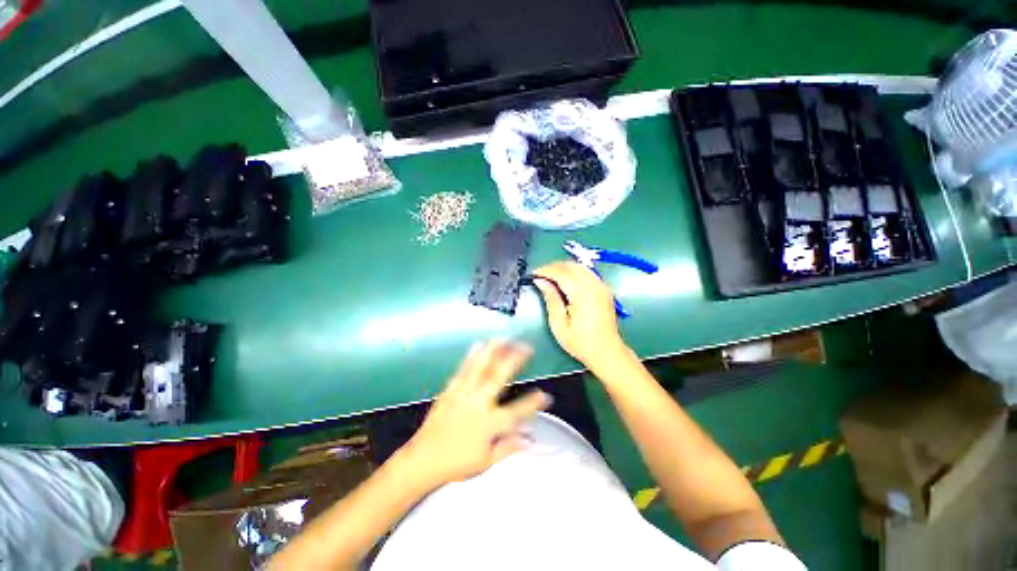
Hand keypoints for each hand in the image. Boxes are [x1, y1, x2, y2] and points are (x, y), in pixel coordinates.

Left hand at [399, 340, 549, 488]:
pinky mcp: (450, 390)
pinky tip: (478, 345)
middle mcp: (478, 404)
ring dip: (494, 351)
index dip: (533, 403)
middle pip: (499, 377)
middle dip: (515, 359)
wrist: (422, 460)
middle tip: (527, 347)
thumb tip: (532, 440)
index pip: (517, 411)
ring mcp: (463, 394)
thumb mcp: (487, 461)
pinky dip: (472, 356)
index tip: (546, 395)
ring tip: (505, 338)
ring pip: (481, 368)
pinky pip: (463, 370)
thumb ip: (510, 446)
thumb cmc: (457, 463)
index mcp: (489, 424)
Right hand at [532, 261, 629, 369]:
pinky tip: (566, 281)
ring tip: (551, 277)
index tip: (533, 274)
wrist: (607, 352)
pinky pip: (587, 272)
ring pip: (580, 266)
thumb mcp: (559, 324)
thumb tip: (540, 281)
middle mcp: (594, 285)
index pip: (561, 273)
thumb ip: (551, 299)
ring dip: (564, 268)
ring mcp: (601, 285)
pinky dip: (574, 272)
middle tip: (540, 275)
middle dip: (554, 267)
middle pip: (571, 266)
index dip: (545, 270)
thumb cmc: (580, 342)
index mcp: (582, 294)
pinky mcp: (605, 289)